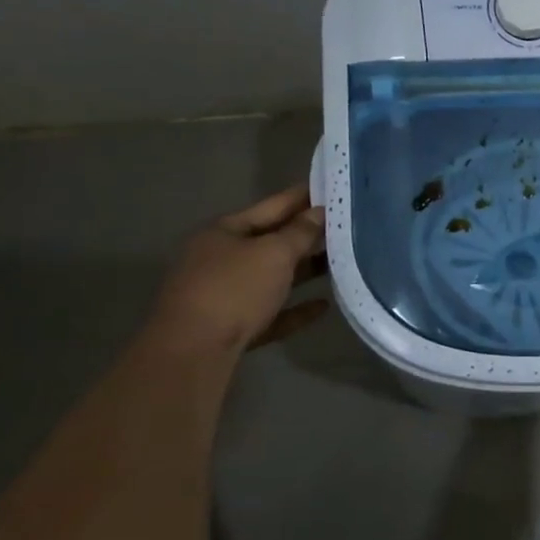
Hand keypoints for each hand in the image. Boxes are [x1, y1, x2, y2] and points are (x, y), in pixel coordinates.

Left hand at [145, 184, 328, 356]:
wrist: (193, 352)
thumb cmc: (234, 289)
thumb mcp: (273, 253)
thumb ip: (300, 232)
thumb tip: (319, 212)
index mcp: (224, 232)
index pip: (272, 206)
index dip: (302, 197)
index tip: (332, 188)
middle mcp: (221, 258)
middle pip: (271, 241)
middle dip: (306, 235)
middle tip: (346, 226)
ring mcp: (225, 294)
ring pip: (272, 277)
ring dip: (304, 271)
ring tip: (341, 264)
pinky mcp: (234, 327)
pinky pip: (272, 311)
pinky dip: (296, 307)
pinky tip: (324, 305)